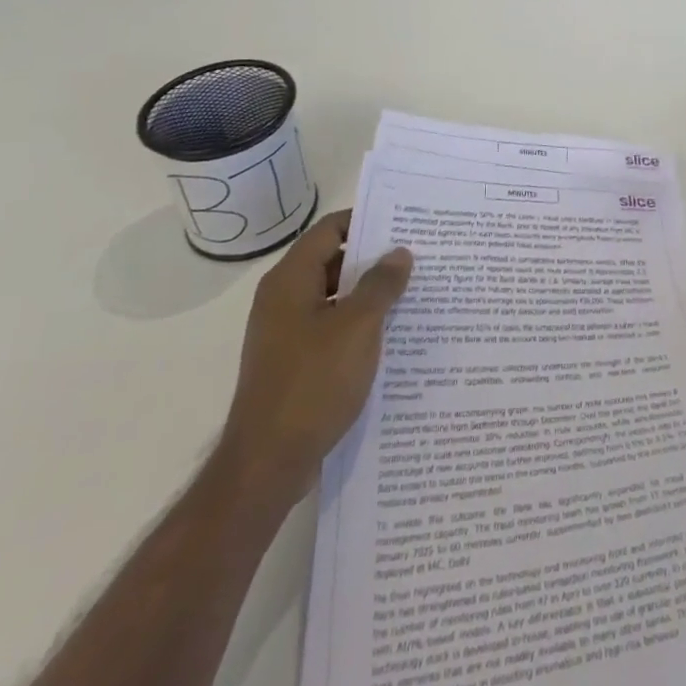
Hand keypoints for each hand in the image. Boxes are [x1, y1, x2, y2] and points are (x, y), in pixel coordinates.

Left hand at [215, 209, 412, 504]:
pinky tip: (391, 336)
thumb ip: (381, 284)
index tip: (404, 223)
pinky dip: (358, 326)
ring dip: (369, 295)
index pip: (329, 229)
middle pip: (332, 262)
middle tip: (418, 257)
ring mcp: (285, 334)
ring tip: (413, 293)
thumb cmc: (312, 383)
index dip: (366, 221)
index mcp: (290, 280)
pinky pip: (330, 330)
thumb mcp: (358, 326)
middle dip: (373, 260)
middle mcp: (282, 300)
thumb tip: (399, 253)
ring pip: (333, 299)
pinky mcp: (293, 364)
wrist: (267, 464)